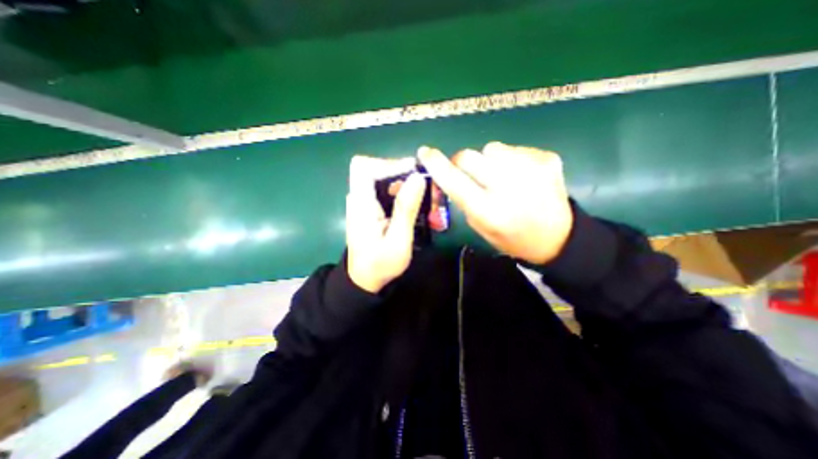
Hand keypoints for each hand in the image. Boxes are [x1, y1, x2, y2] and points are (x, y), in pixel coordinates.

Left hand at [343, 156, 423, 292]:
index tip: (412, 173)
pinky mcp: (368, 207)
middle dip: (400, 171)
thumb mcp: (398, 240)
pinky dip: (398, 189)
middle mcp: (358, 197)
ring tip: (421, 193)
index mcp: (361, 204)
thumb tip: (417, 177)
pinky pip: (382, 188)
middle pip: (374, 168)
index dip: (388, 164)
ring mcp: (362, 202)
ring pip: (380, 177)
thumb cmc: (381, 264)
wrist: (365, 279)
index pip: (364, 166)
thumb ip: (406, 208)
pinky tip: (412, 201)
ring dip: (401, 180)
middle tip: (422, 184)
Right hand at [417, 141, 569, 264]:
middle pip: (469, 156)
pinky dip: (510, 160)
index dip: (436, 164)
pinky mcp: (547, 159)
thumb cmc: (511, 237)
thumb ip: (464, 199)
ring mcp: (531, 169)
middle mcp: (509, 187)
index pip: (454, 181)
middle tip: (471, 174)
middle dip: (463, 162)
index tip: (425, 152)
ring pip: (491, 148)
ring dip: (489, 160)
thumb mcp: (480, 226)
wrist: (557, 237)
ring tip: (502, 177)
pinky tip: (521, 176)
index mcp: (489, 211)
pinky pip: (514, 149)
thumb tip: (452, 172)